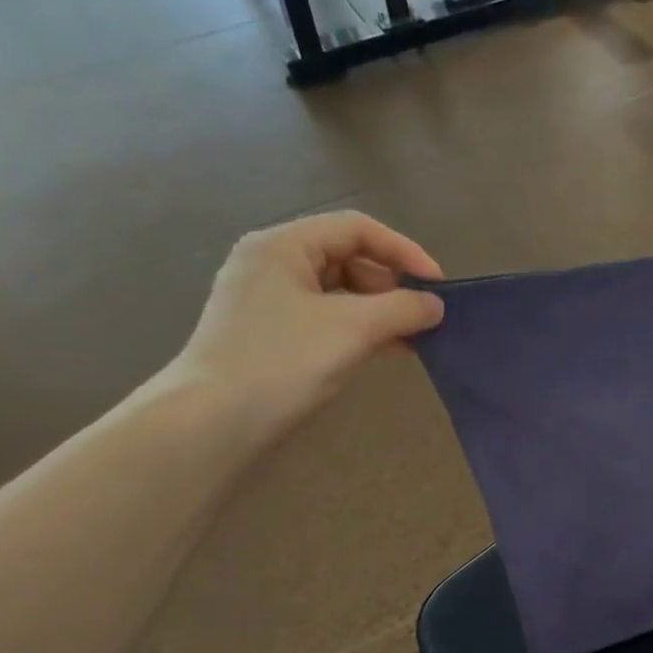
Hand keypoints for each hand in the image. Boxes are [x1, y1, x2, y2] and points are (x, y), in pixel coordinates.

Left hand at [161, 210, 444, 438]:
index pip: (357, 229)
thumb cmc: (282, 362)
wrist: (213, 423)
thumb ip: (402, 309)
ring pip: (340, 292)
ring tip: (414, 338)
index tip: (439, 286)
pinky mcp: (271, 335)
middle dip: (393, 284)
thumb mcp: (353, 329)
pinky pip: (327, 318)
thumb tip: (436, 305)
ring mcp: (268, 301)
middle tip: (425, 316)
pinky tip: (386, 351)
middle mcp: (272, 264)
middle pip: (348, 257)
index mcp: (284, 246)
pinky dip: (360, 329)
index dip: (404, 251)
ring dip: (381, 311)